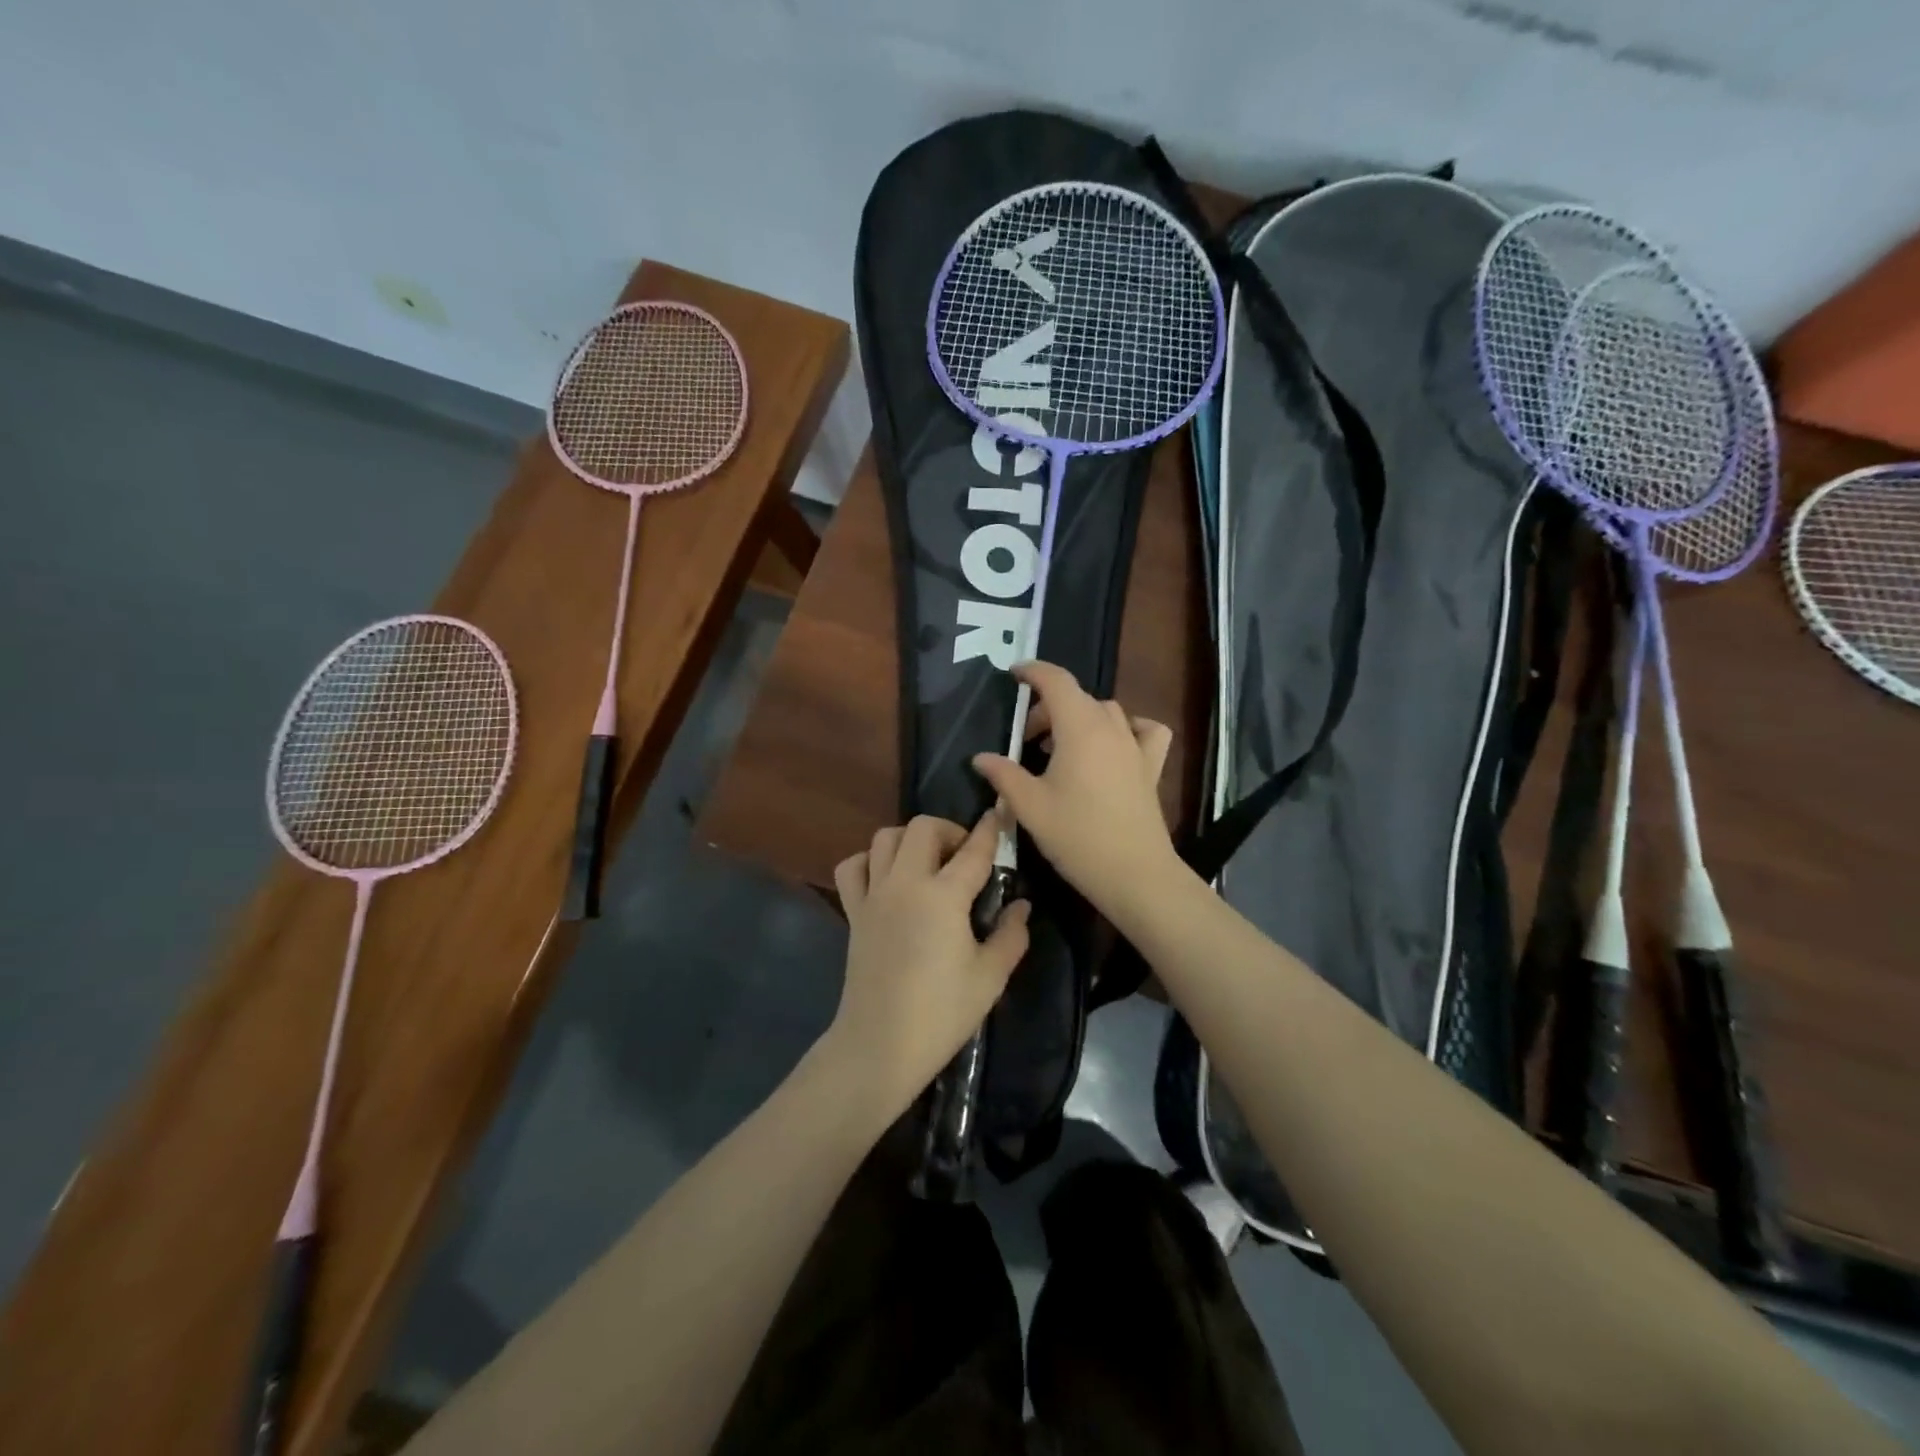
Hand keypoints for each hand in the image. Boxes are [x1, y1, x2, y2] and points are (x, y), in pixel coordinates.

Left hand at [823, 814, 1029, 1117]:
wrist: (879, 1045)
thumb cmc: (941, 1013)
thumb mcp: (990, 978)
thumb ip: (1011, 935)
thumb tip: (1021, 906)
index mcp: (944, 896)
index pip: (974, 850)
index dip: (991, 828)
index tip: (1000, 812)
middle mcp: (905, 883)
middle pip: (922, 827)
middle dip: (948, 830)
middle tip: (964, 857)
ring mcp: (874, 895)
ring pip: (884, 837)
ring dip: (909, 840)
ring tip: (927, 864)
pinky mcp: (853, 912)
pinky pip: (853, 867)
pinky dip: (869, 861)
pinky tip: (886, 879)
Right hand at [972, 661, 1179, 915]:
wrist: (1135, 874)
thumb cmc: (1077, 837)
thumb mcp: (1030, 807)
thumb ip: (1003, 775)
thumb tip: (980, 757)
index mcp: (1079, 728)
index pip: (1056, 681)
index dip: (1033, 672)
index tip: (1013, 674)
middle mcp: (1111, 727)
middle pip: (1077, 698)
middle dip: (1047, 707)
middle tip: (1026, 738)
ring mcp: (1136, 746)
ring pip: (1106, 711)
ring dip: (1079, 718)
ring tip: (1059, 747)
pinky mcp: (1151, 767)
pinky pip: (1144, 731)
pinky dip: (1127, 728)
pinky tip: (1114, 746)